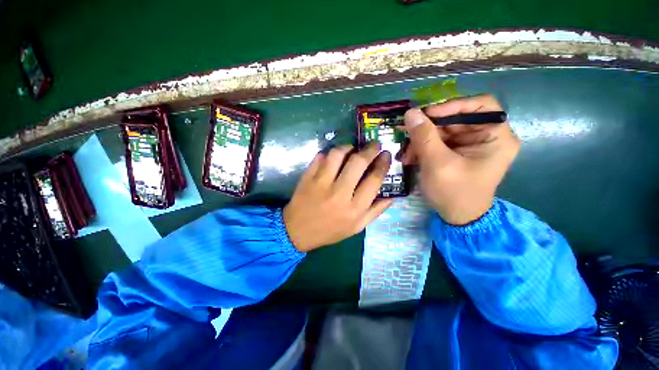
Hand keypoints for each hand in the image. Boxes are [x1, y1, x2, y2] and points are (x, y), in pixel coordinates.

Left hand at [283, 143, 392, 251]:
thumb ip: (376, 211)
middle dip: (370, 149)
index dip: (383, 163)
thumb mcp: (357, 227)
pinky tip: (334, 157)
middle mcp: (340, 193)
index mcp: (355, 208)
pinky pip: (320, 157)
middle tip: (374, 145)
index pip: (374, 179)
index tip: (386, 154)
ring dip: (348, 147)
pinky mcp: (307, 177)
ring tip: (352, 149)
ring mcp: (321, 183)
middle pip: (358, 162)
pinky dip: (329, 153)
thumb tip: (393, 195)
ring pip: (338, 154)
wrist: (298, 231)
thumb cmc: (330, 230)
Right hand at [401, 94, 519, 224]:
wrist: (457, 217)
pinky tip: (411, 157)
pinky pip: (438, 142)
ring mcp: (470, 145)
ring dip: (421, 140)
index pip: (481, 105)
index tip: (427, 115)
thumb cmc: (454, 192)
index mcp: (496, 137)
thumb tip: (411, 112)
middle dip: (429, 128)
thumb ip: (424, 137)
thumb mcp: (437, 164)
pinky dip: (423, 148)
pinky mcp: (457, 152)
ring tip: (406, 154)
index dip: (453, 105)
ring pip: (443, 131)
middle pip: (456, 118)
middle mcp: (486, 136)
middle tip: (406, 133)